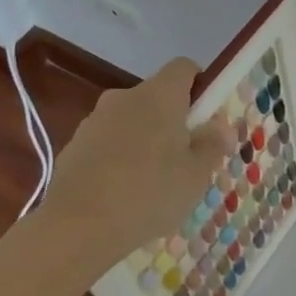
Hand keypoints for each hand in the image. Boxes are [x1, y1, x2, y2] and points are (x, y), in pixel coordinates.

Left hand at [37, 58, 234, 270]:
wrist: (76, 227)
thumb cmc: (148, 193)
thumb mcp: (196, 175)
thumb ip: (212, 145)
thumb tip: (221, 127)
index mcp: (159, 95)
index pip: (184, 68)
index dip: (200, 86)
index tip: (207, 118)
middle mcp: (124, 97)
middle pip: (157, 97)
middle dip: (173, 120)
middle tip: (186, 159)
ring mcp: (94, 120)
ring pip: (131, 121)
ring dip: (145, 140)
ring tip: (153, 183)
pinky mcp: (73, 146)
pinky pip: (108, 143)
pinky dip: (119, 158)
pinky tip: (123, 194)